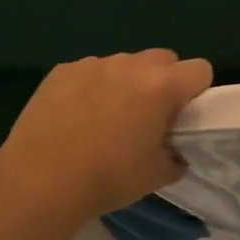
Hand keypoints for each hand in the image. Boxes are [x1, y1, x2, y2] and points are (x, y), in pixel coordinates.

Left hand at [0, 50, 212, 222]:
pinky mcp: (62, 71)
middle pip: (163, 59)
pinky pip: (90, 72)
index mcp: (161, 87)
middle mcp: (130, 65)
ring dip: (126, 83)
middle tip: (148, 116)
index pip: (200, 70)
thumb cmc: (108, 178)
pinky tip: (76, 118)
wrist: (40, 181)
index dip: (197, 91)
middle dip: (163, 81)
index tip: (182, 116)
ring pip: (124, 64)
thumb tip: (174, 152)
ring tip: (106, 118)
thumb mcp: (156, 175)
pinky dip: (92, 88)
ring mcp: (93, 64)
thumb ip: (175, 157)